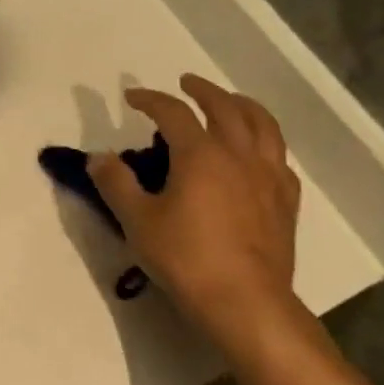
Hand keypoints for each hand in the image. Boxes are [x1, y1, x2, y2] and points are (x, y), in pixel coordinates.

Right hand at [89, 75, 304, 354]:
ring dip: (243, 105)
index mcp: (200, 154)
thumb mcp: (137, 220)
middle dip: (203, 90)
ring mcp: (268, 176)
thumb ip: (115, 183)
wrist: (244, 301)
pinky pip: (279, 158)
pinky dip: (265, 143)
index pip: (173, 112)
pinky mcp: (285, 201)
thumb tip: (98, 156)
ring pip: (263, 125)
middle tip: (186, 83)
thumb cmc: (185, 257)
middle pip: (226, 107)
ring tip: (231, 102)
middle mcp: (238, 155)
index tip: (131, 97)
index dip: (150, 99)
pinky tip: (257, 153)